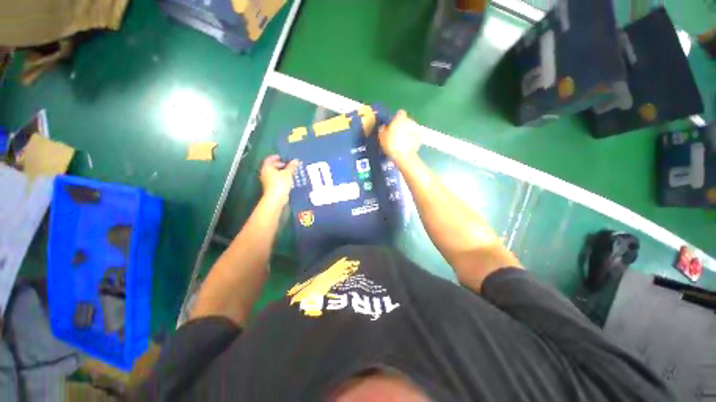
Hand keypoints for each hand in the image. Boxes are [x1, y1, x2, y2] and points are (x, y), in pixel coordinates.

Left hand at [260, 155, 298, 204]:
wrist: (276, 198)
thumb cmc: (281, 183)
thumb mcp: (288, 173)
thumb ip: (292, 166)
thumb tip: (295, 160)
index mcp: (267, 167)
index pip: (269, 159)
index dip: (275, 157)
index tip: (281, 157)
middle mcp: (264, 173)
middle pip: (270, 166)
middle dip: (278, 165)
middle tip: (286, 165)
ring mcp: (266, 180)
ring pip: (272, 173)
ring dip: (279, 171)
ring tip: (288, 172)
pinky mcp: (269, 187)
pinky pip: (274, 179)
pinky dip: (279, 177)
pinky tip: (286, 179)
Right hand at [378, 110, 420, 163]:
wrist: (404, 156)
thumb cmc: (391, 144)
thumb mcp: (381, 136)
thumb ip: (382, 129)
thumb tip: (384, 126)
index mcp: (400, 118)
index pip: (399, 113)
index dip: (396, 118)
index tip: (392, 125)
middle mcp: (410, 120)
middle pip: (406, 120)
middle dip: (402, 125)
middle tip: (396, 134)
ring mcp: (416, 129)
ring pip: (411, 128)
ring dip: (407, 132)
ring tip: (402, 141)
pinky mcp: (420, 137)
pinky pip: (414, 136)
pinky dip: (412, 139)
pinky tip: (407, 145)